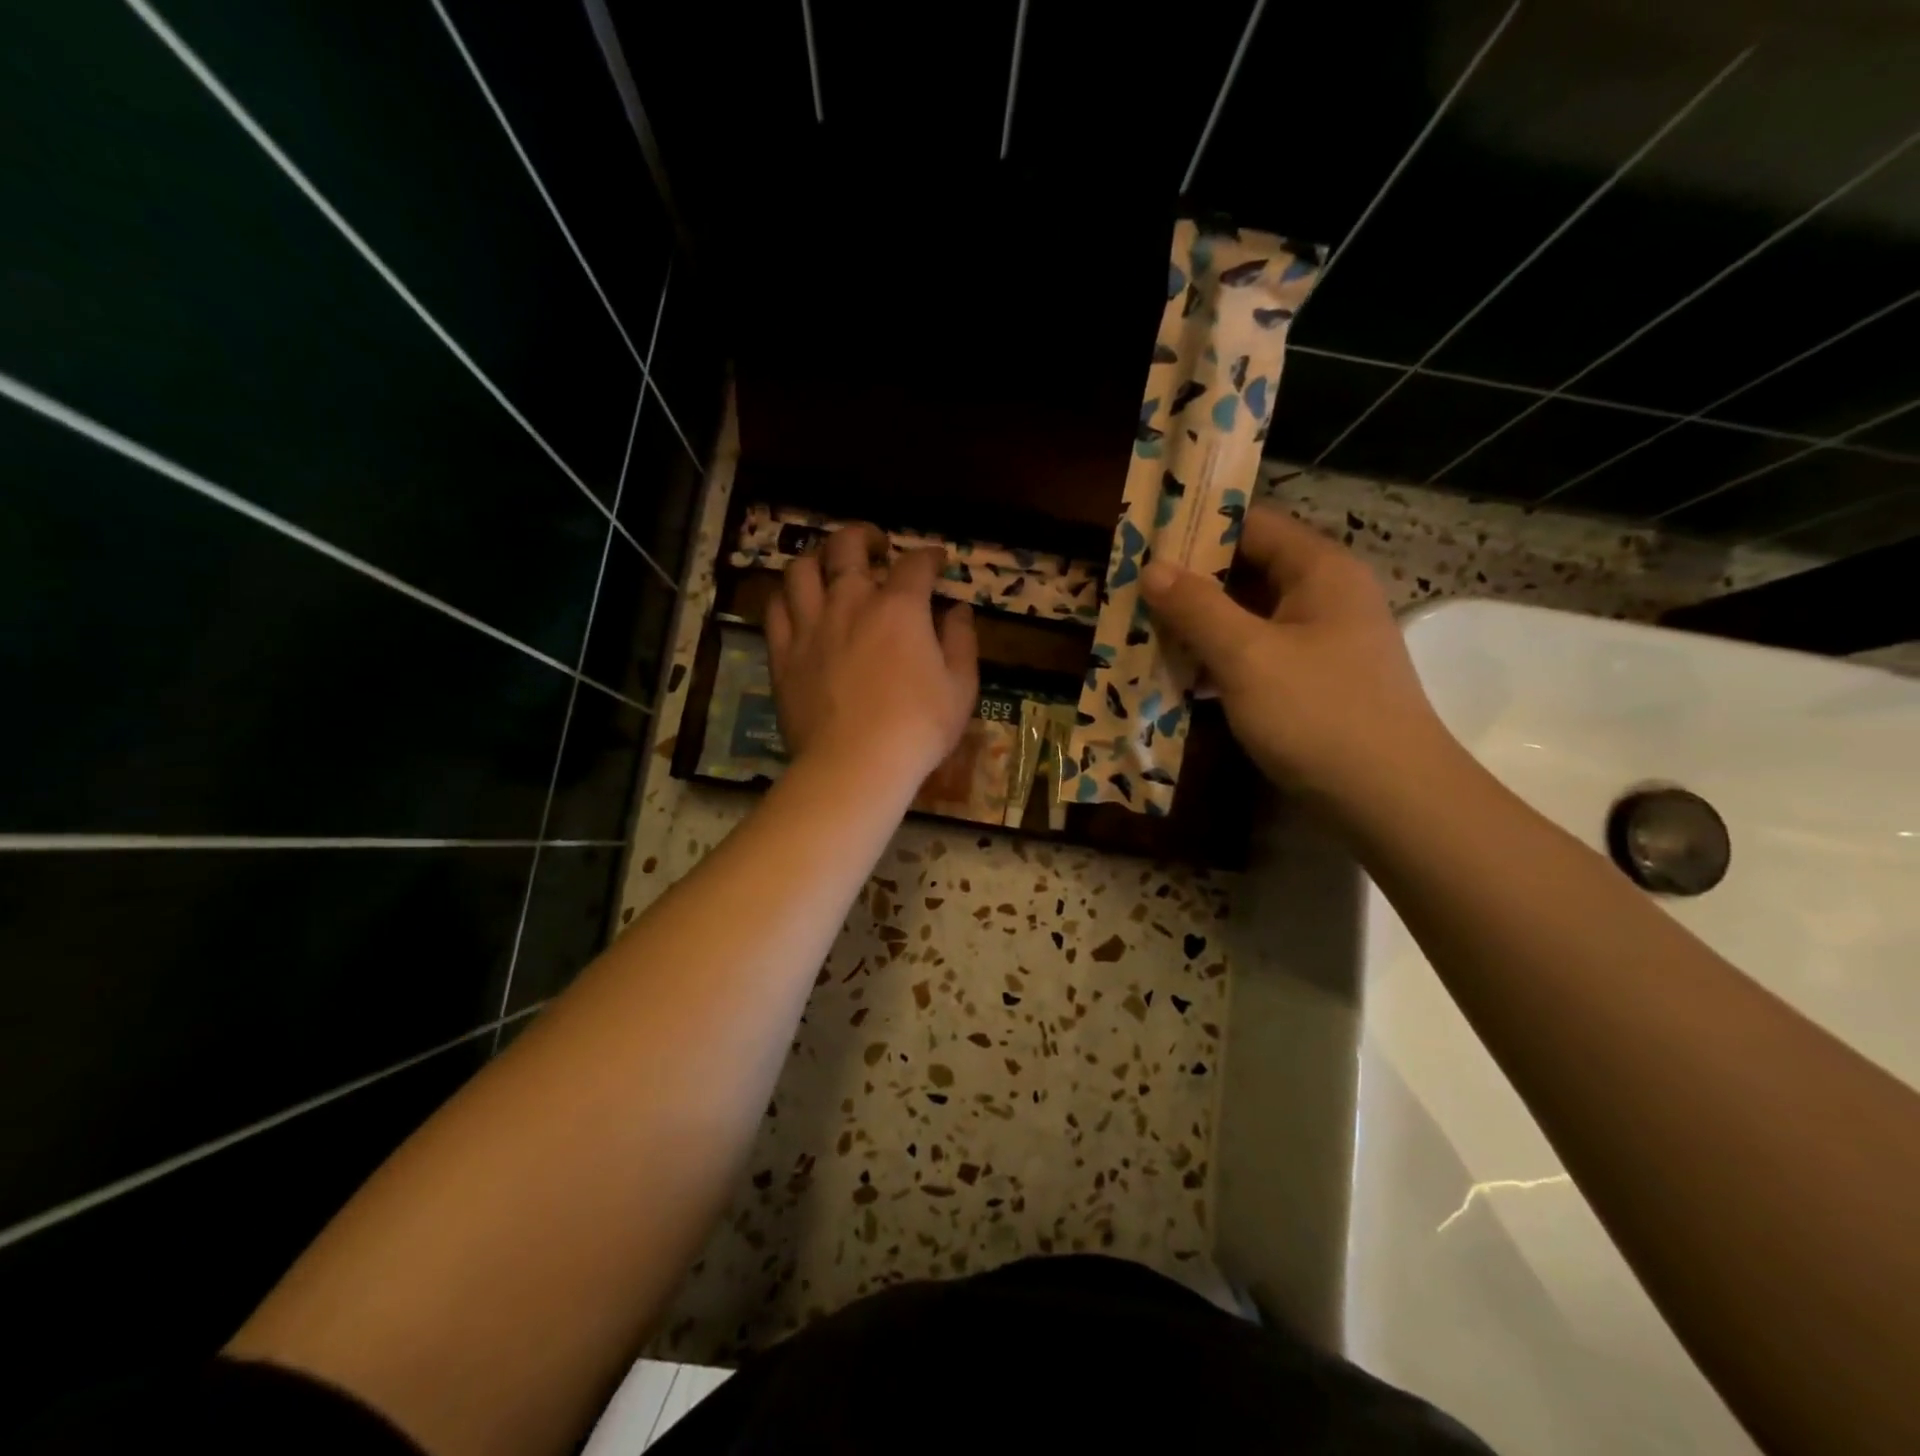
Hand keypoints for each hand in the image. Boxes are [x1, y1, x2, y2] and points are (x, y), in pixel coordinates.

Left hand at [765, 523, 979, 787]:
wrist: (855, 765)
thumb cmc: (918, 728)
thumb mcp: (961, 687)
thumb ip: (961, 641)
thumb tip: (957, 609)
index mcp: (899, 608)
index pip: (915, 564)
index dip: (930, 556)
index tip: (938, 561)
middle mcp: (850, 603)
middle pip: (847, 546)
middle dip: (864, 536)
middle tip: (875, 546)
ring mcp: (810, 626)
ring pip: (801, 569)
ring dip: (818, 558)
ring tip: (829, 567)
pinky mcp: (783, 654)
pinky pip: (775, 608)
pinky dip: (787, 597)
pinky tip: (797, 603)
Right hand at [1140, 505, 1445, 796]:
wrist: (1390, 800)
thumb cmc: (1318, 714)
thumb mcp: (1247, 656)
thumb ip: (1196, 608)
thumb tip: (1152, 567)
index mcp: (1319, 571)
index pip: (1252, 525)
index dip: (1196, 529)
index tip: (1143, 543)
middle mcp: (1324, 597)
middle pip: (1248, 571)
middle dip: (1189, 583)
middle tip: (1131, 592)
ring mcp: (1321, 643)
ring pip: (1248, 618)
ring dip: (1198, 626)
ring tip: (1141, 631)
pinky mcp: (1312, 683)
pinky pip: (1256, 656)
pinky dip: (1218, 660)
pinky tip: (1178, 675)